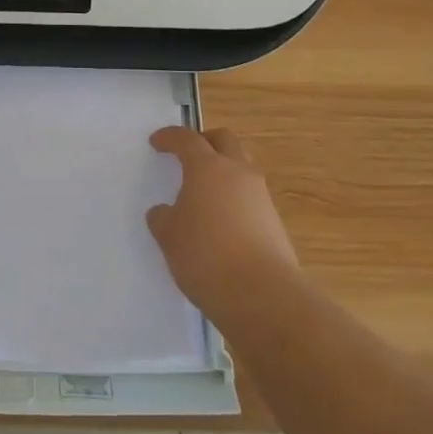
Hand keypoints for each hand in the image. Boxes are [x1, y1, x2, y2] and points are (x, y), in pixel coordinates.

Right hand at [147, 126, 299, 322]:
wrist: (263, 296)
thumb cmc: (206, 256)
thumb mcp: (169, 237)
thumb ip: (163, 218)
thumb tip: (165, 212)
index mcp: (207, 168)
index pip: (187, 140)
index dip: (170, 137)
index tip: (157, 142)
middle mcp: (238, 173)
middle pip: (225, 140)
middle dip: (206, 141)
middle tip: (189, 154)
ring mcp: (261, 197)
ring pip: (242, 167)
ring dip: (224, 170)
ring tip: (205, 192)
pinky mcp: (275, 223)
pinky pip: (251, 197)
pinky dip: (235, 199)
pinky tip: (222, 222)